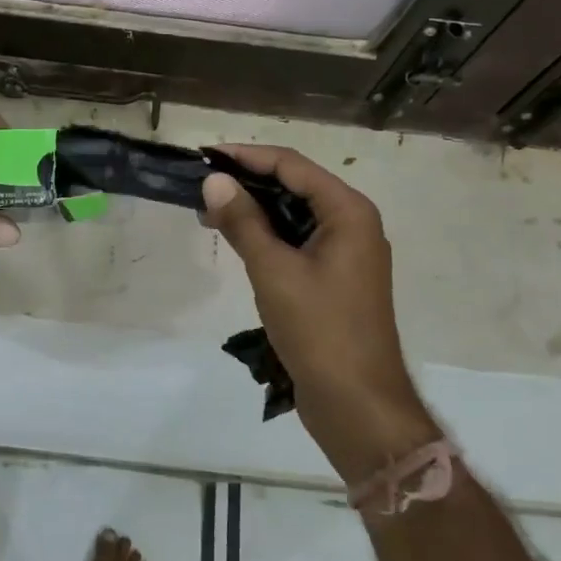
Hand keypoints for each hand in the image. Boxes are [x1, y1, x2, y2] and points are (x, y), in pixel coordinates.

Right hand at [202, 146, 436, 477]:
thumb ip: (243, 222)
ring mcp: (346, 252)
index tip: (205, 156)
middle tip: (202, 185)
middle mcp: (352, 223)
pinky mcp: (335, 278)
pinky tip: (236, 240)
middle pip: (295, 186)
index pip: (291, 165)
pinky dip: (267, 236)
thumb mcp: (274, 271)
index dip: (247, 156)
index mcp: (348, 212)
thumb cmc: (320, 330)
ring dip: (254, 210)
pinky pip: (297, 241)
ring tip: (209, 212)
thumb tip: (214, 181)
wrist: (358, 404)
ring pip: (294, 215)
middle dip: (248, 183)